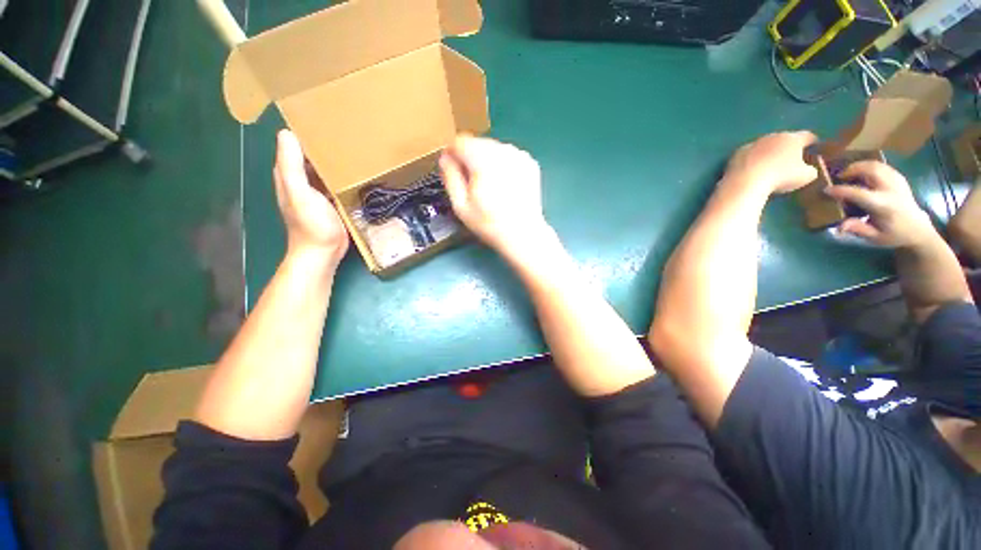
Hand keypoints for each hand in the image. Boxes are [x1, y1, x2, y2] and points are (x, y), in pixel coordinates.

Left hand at [273, 130, 348, 265]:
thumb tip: (288, 133)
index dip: (305, 131)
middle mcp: (302, 180)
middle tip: (345, 130)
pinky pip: (336, 181)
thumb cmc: (311, 224)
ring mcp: (318, 191)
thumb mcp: (299, 193)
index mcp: (289, 174)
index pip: (294, 145)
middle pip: (311, 155)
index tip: (322, 118)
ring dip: (335, 158)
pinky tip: (356, 170)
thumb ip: (291, 166)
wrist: (324, 252)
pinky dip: (342, 174)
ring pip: (325, 168)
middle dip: (324, 143)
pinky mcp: (332, 201)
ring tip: (354, 145)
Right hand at [439, 135, 551, 253]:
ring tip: (490, 186)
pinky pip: (509, 156)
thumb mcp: (460, 205)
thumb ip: (450, 177)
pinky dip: (503, 165)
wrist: (523, 234)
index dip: (452, 155)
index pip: (460, 141)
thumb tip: (445, 158)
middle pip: (478, 143)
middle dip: (470, 158)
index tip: (452, 171)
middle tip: (472, 184)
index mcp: (483, 159)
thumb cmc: (488, 223)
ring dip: (487, 161)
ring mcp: (519, 155)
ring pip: (494, 148)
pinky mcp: (530, 163)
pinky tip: (505, 185)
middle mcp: (502, 151)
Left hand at [723, 131, 818, 193]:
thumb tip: (808, 169)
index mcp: (792, 138)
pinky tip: (752, 169)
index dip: (811, 141)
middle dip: (787, 146)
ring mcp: (753, 143)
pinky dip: (752, 159)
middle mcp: (772, 136)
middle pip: (783, 138)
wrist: (745, 181)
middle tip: (789, 157)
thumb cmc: (780, 178)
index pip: (806, 135)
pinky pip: (748, 154)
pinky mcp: (737, 153)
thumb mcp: (805, 176)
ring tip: (769, 164)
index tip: (813, 146)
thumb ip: (810, 169)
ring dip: (768, 152)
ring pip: (764, 145)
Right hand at [824, 161, 935, 248]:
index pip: (858, 193)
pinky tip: (863, 174)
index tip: (826, 190)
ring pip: (877, 165)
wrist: (918, 230)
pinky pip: (882, 166)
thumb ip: (857, 229)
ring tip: (850, 174)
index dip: (840, 190)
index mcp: (883, 205)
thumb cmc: (894, 235)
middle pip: (871, 170)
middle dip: (852, 170)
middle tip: (839, 176)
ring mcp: (897, 182)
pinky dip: (870, 167)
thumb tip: (839, 226)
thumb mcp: (874, 237)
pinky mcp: (899, 179)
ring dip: (861, 166)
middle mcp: (891, 190)